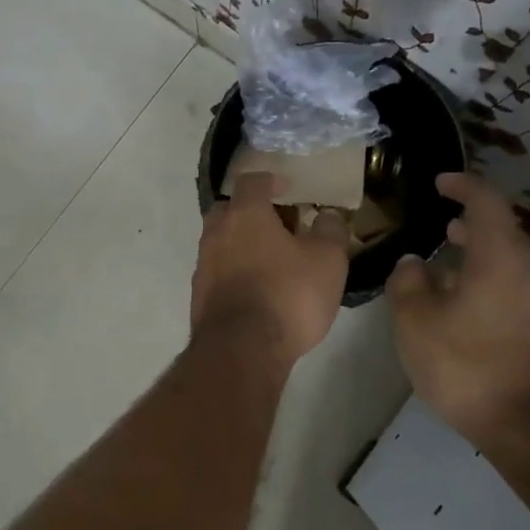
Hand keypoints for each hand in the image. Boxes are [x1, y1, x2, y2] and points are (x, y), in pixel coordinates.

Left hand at [192, 173, 348, 362]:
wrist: (242, 350)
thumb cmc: (289, 295)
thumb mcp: (328, 261)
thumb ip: (330, 231)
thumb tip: (327, 216)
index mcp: (245, 215)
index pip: (251, 181)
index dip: (270, 180)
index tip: (286, 186)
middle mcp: (216, 233)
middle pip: (228, 210)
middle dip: (249, 211)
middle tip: (276, 224)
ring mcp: (203, 265)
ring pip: (220, 241)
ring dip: (241, 243)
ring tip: (269, 260)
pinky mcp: (199, 296)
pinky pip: (217, 271)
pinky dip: (233, 271)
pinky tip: (255, 289)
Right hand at [387, 172, 529, 445]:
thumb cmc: (469, 366)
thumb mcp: (416, 323)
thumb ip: (409, 283)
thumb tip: (414, 263)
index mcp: (502, 257)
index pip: (486, 201)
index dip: (463, 185)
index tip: (441, 182)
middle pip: (504, 234)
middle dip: (472, 228)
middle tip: (445, 230)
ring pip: (514, 266)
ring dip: (484, 262)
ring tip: (453, 275)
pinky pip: (523, 294)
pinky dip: (497, 288)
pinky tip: (474, 315)